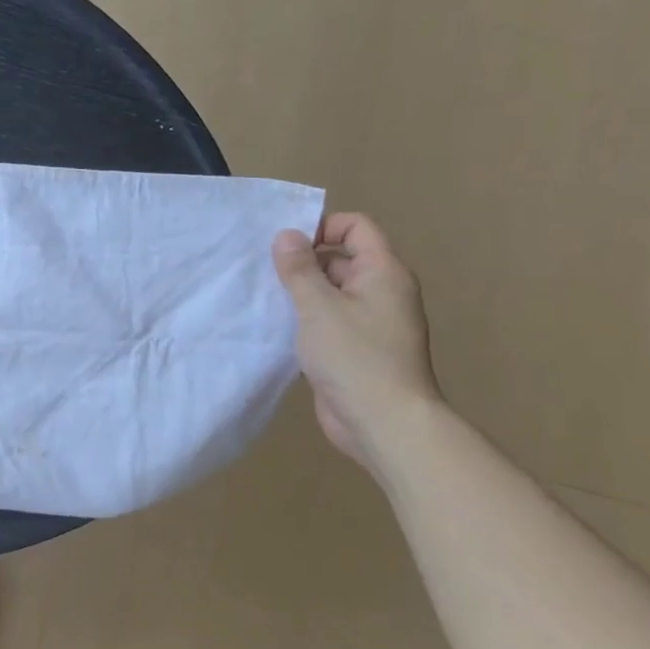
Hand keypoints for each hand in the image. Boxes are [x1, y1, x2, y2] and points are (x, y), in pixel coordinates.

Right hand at [272, 212, 441, 466]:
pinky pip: (328, 319)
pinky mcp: (356, 348)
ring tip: (264, 298)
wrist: (385, 422)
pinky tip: (277, 327)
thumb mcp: (318, 307)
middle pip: (341, 258)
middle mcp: (382, 292)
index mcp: (383, 273)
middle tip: (264, 272)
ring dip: (300, 291)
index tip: (285, 244)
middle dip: (303, 261)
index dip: (322, 226)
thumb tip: (287, 234)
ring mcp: (371, 322)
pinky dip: (305, 318)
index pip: (356, 227)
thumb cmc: (355, 357)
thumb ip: (299, 268)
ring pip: (331, 291)